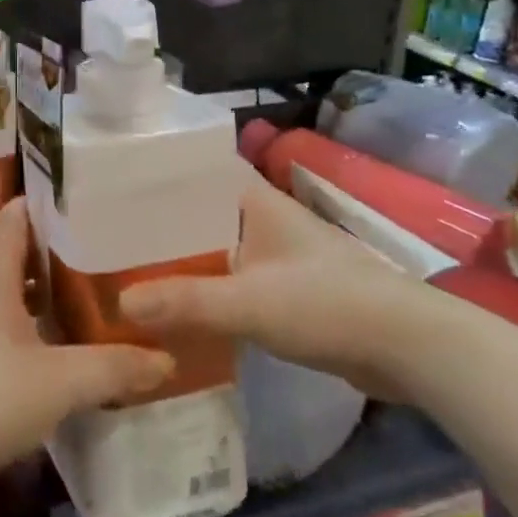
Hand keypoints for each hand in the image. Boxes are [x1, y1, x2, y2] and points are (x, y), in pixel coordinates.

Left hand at [0, 199, 173, 495]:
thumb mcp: (60, 382)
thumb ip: (113, 368)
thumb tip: (165, 359)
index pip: (13, 219)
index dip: (44, 204)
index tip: (85, 202)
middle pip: (14, 259)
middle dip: (55, 257)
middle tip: (104, 260)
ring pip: (6, 300)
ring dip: (42, 302)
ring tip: (88, 307)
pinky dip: (27, 336)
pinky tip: (54, 359)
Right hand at [120, 166, 452, 402]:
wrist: (409, 347)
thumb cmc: (328, 303)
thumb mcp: (249, 302)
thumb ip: (187, 301)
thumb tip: (121, 302)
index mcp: (253, 200)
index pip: (196, 170)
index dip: (157, 173)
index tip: (113, 183)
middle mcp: (262, 217)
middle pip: (199, 211)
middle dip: (160, 222)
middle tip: (108, 232)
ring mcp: (276, 253)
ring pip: (215, 246)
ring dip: (182, 257)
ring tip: (131, 267)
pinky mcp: (286, 288)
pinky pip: (232, 278)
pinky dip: (206, 286)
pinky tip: (177, 304)